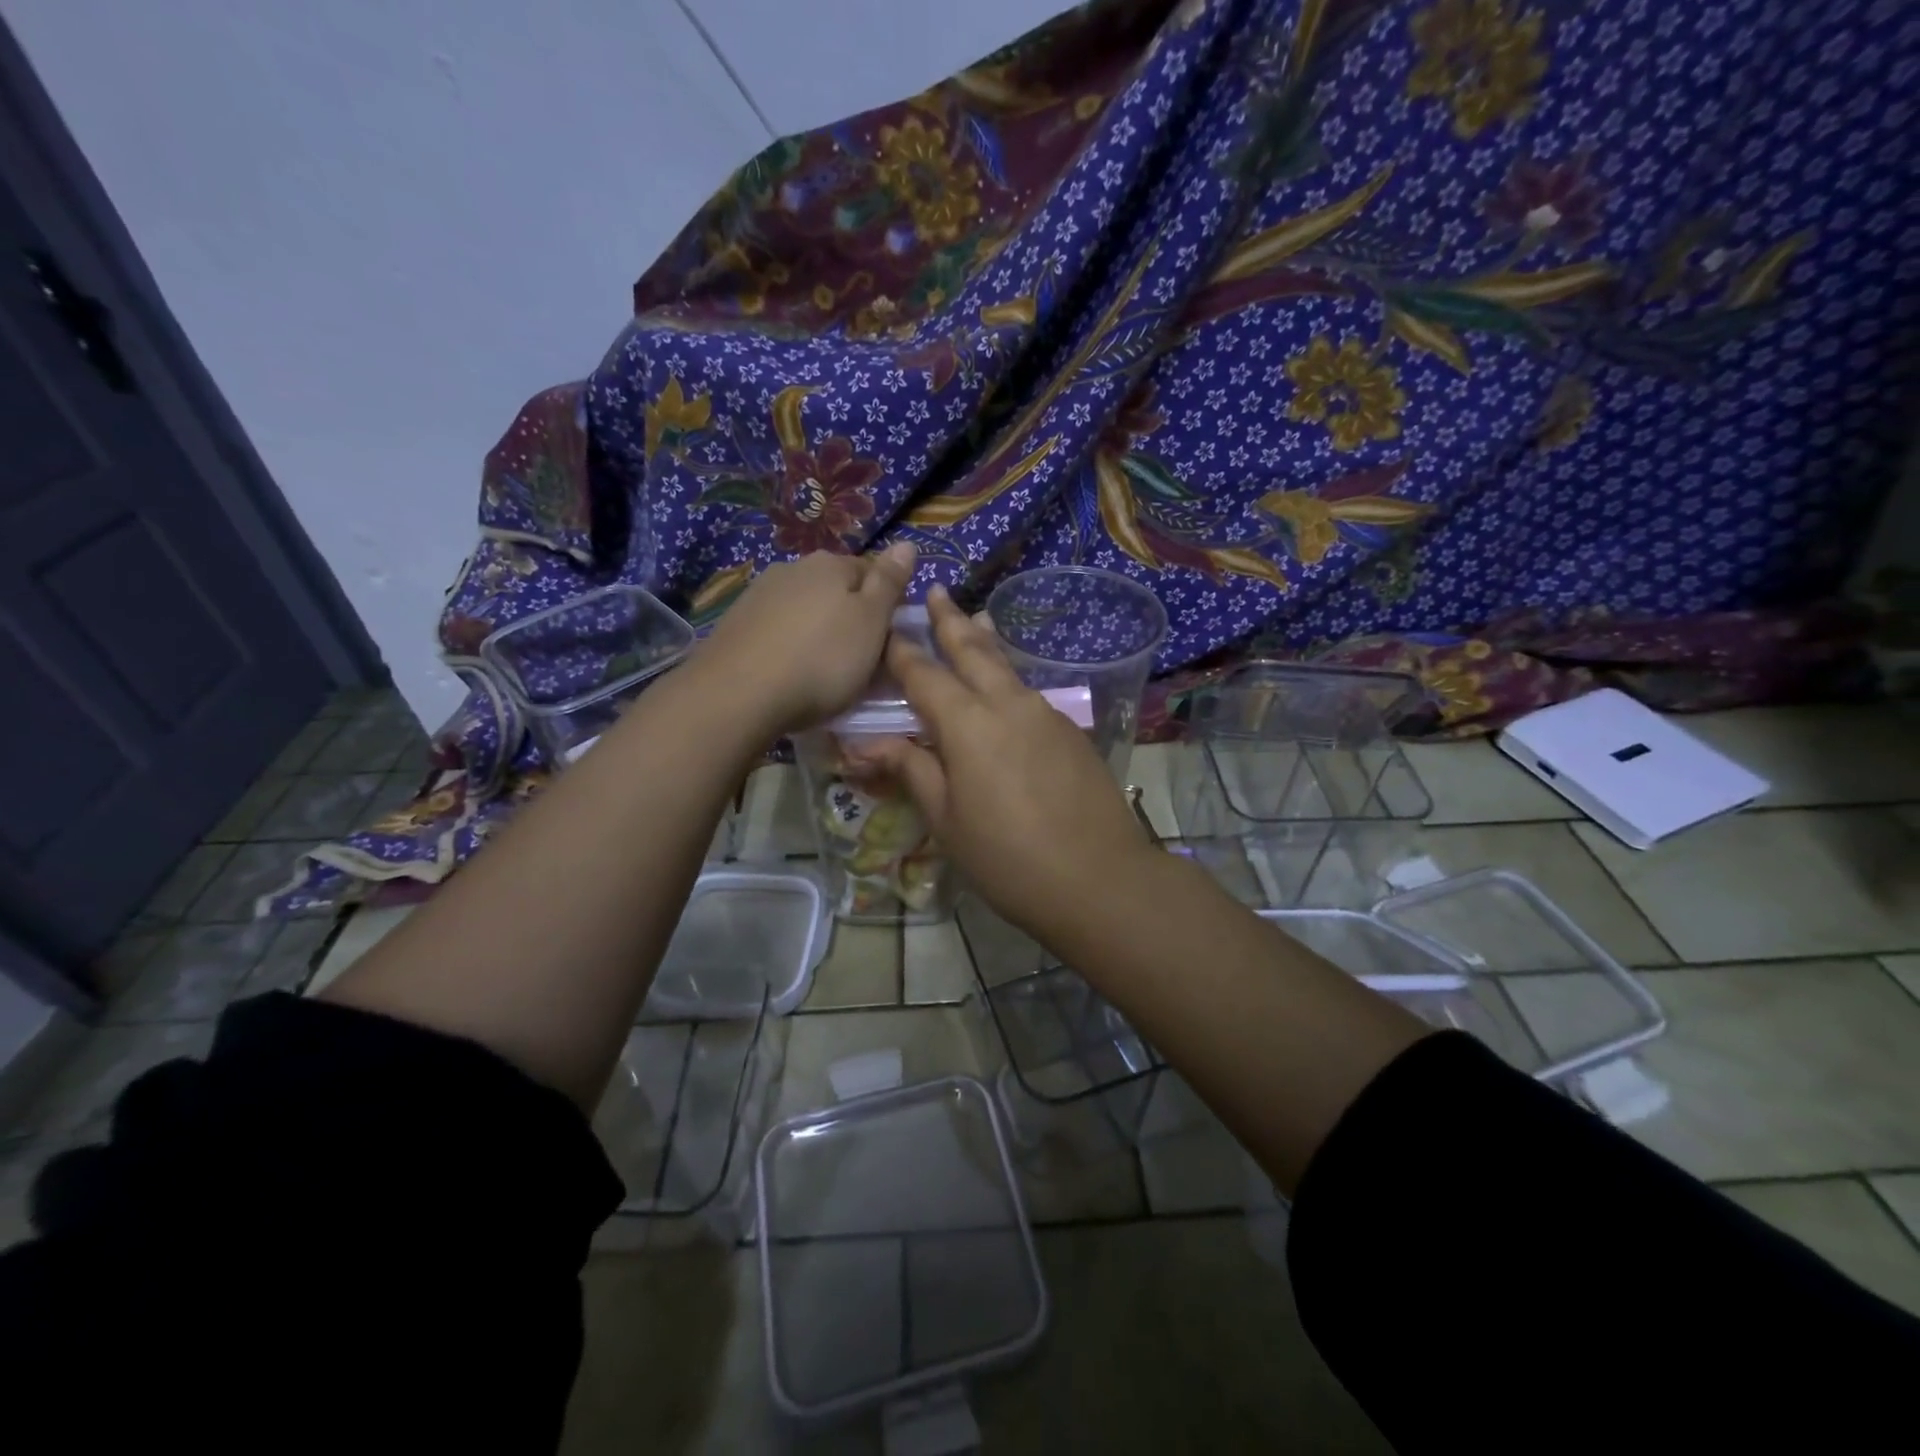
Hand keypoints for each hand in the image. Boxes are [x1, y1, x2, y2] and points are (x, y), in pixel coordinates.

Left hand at [694, 544, 916, 735]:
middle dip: (849, 617)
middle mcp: (792, 569)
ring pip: (803, 608)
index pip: (871, 571)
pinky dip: (788, 645)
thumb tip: (907, 543)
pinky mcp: (734, 624)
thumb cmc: (821, 660)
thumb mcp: (871, 623)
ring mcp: (758, 594)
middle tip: (860, 659)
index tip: (890, 638)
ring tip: (823, 670)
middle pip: (834, 589)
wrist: (738, 694)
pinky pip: (776, 630)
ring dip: (816, 631)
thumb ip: (889, 583)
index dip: (886, 603)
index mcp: (831, 564)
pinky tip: (788, 671)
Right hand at [871, 586, 1157, 938]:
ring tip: (976, 620)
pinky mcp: (1072, 730)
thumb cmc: (1008, 857)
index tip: (888, 628)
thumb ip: (912, 771)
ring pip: (1008, 667)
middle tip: (936, 591)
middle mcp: (1008, 704)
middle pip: (974, 649)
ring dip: (986, 643)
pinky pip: (1030, 693)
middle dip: (950, 620)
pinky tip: (1007, 688)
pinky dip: (1010, 679)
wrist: (1100, 879)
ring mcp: (1046, 713)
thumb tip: (869, 745)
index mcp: (967, 723)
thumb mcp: (946, 820)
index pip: (924, 674)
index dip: (902, 651)